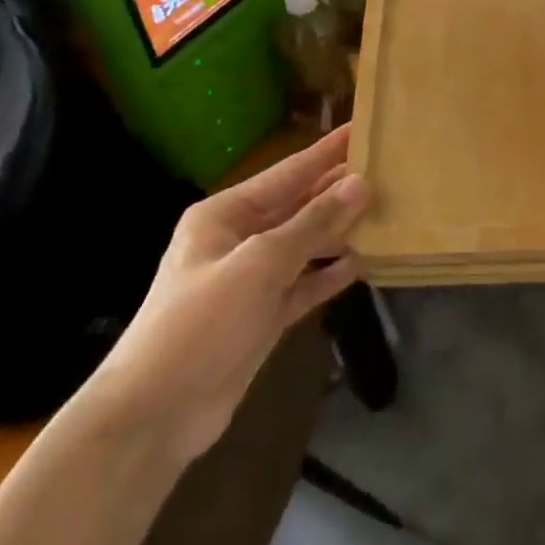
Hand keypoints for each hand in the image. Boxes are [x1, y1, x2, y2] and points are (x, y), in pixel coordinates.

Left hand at [73, 126, 369, 466]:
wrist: (155, 415)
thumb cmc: (201, 322)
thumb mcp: (260, 263)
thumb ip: (313, 223)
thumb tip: (361, 183)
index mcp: (226, 214)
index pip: (289, 172)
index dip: (327, 151)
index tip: (363, 128)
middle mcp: (240, 239)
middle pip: (300, 206)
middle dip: (340, 190)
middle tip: (389, 171)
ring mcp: (252, 279)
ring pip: (306, 244)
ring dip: (341, 231)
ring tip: (388, 213)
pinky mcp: (263, 315)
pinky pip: (305, 283)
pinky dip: (331, 274)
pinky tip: (364, 263)